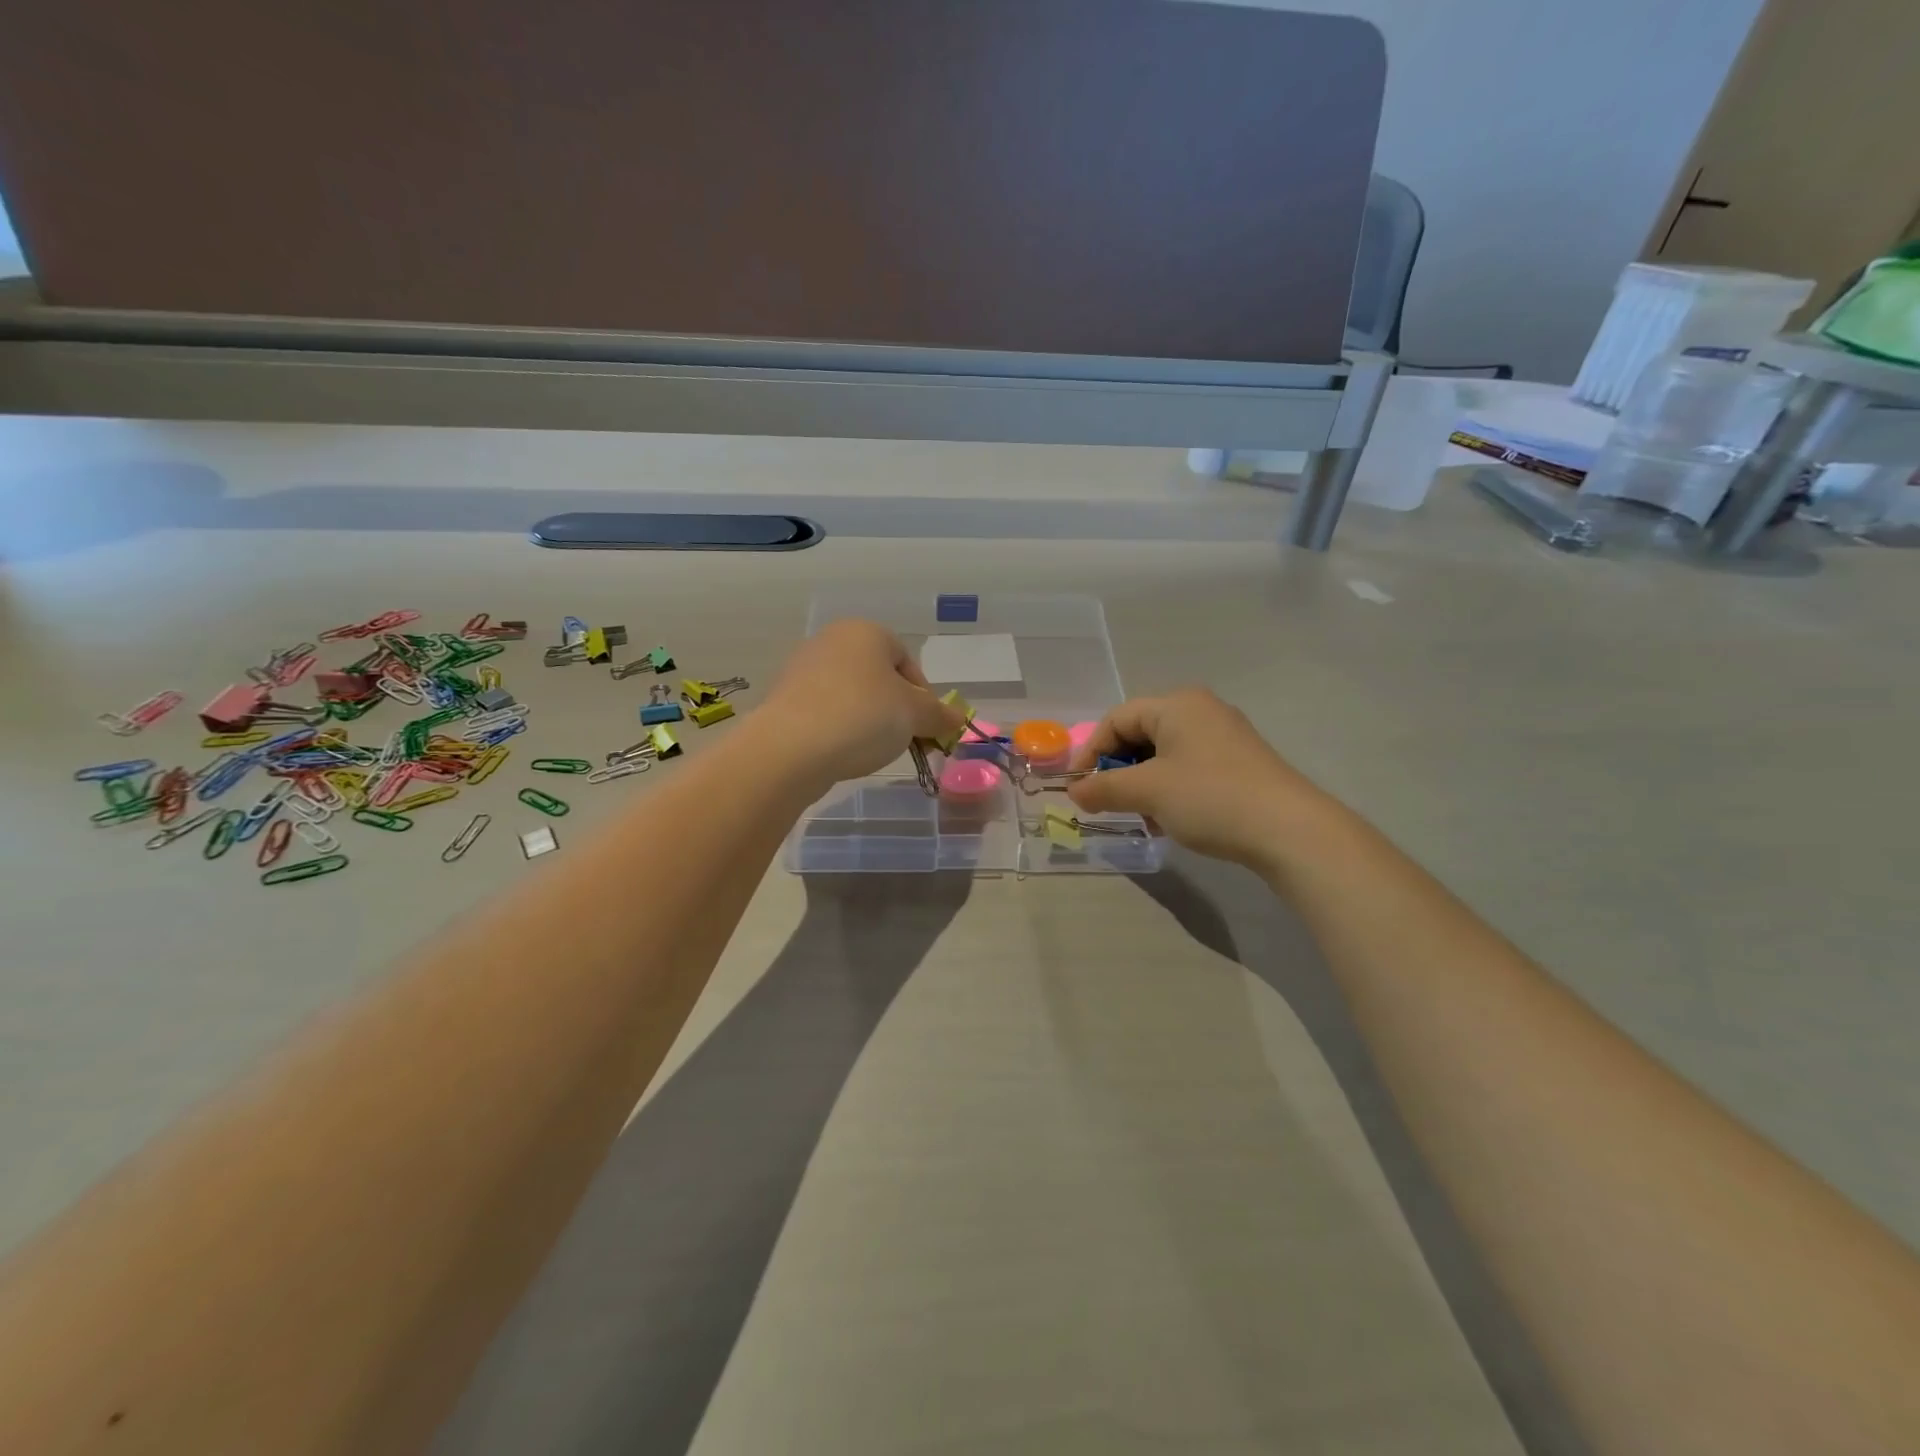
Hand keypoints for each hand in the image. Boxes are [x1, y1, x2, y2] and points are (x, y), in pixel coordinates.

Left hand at [758, 620, 963, 787]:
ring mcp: (803, 668)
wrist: (791, 747)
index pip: (907, 661)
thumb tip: (957, 718)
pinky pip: (825, 711)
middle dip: (896, 709)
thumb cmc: (863, 716)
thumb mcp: (914, 715)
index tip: (926, 727)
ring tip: (871, 749)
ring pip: (851, 695)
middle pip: (878, 677)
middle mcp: (832, 640)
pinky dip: (839, 728)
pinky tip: (842, 751)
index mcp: (866, 631)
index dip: (923, 697)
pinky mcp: (784, 698)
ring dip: (868, 720)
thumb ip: (939, 714)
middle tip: (904, 740)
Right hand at [1065, 688, 1335, 871]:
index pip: (1117, 719)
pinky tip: (1171, 819)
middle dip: (1118, 770)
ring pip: (1164, 755)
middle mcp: (1201, 710)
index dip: (1091, 752)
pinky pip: (1189, 768)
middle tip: (1107, 802)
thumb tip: (1074, 791)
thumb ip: (1104, 788)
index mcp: (1176, 704)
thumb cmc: (1209, 797)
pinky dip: (1170, 789)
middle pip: (1141, 734)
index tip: (1079, 787)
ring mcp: (1224, 736)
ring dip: (1143, 784)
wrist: (1289, 830)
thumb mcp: (1147, 792)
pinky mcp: (1240, 763)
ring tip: (1141, 816)